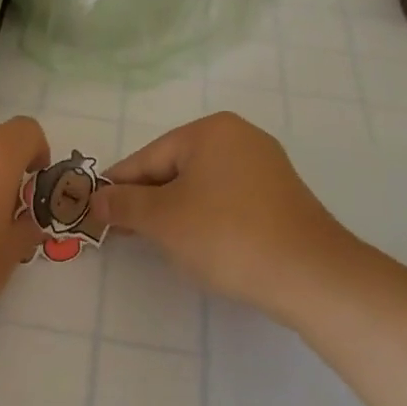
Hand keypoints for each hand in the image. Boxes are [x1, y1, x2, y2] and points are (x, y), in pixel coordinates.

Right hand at [89, 112, 349, 320]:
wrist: (311, 275)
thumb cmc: (226, 235)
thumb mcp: (163, 220)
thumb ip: (124, 204)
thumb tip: (96, 197)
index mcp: (211, 130)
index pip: (149, 157)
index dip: (119, 186)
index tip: (96, 212)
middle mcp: (240, 137)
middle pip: (176, 168)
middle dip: (149, 201)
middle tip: (125, 233)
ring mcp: (266, 166)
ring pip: (202, 186)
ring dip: (176, 212)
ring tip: (161, 243)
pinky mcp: (281, 197)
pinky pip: (228, 200)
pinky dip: (207, 218)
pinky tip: (201, 245)